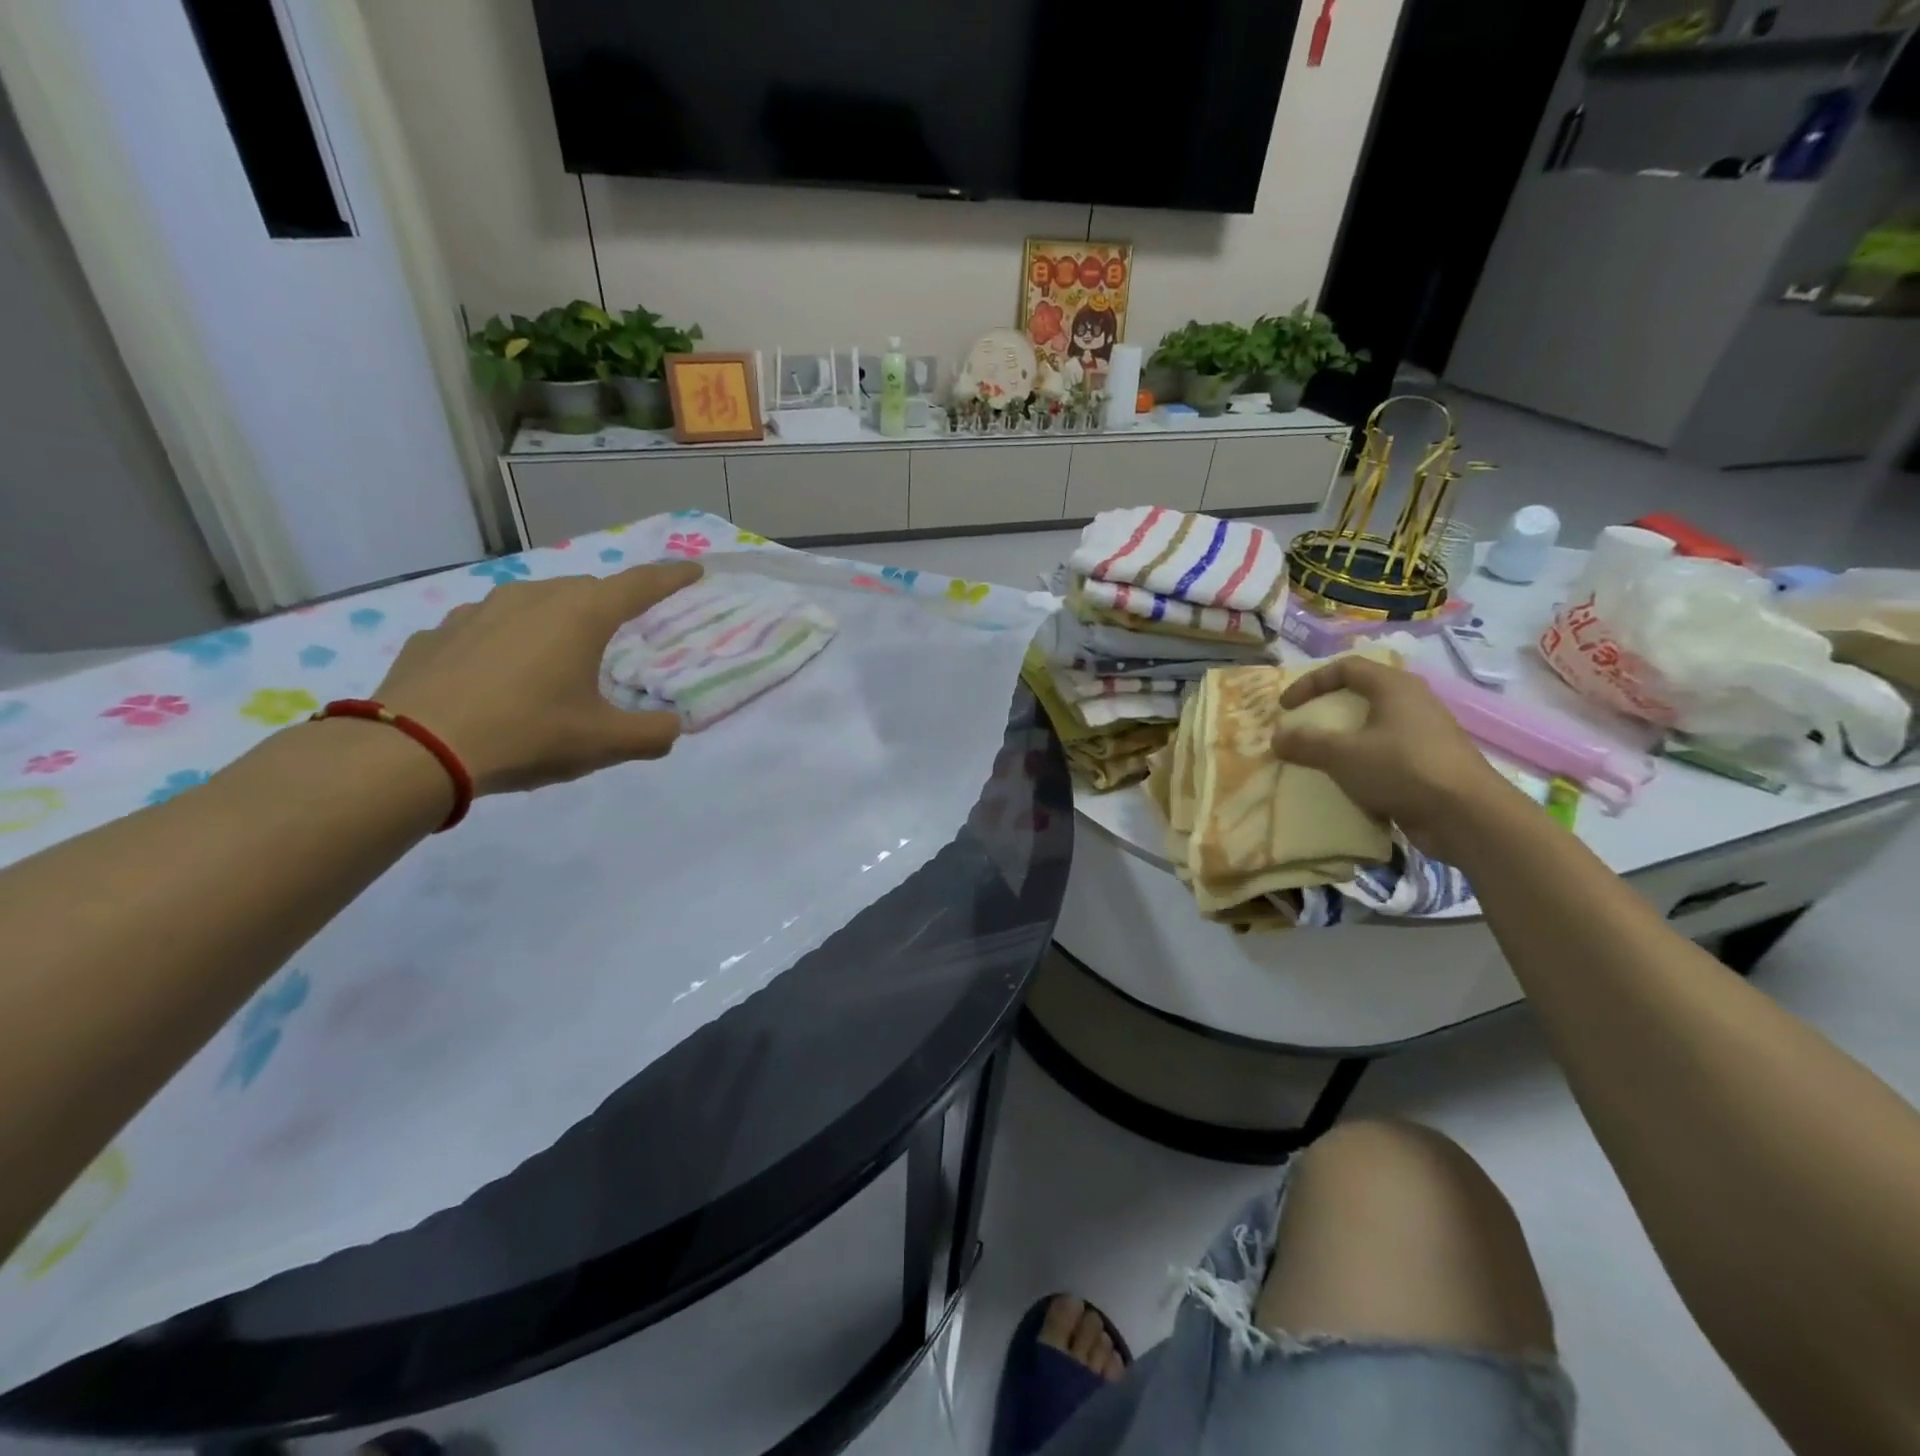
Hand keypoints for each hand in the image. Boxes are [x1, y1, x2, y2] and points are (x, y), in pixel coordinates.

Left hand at [372, 561, 701, 794]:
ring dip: (556, 620)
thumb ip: (653, 735)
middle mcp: (533, 598)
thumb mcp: (604, 743)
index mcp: (581, 616)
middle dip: (611, 604)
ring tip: (559, 654)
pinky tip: (500, 675)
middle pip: (586, 590)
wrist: (413, 750)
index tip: (693, 571)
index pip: (640, 585)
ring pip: (535, 602)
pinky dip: (507, 640)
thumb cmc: (526, 734)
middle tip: (622, 632)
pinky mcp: (439, 632)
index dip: (671, 578)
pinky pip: (489, 626)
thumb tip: (673, 728)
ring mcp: (479, 610)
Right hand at [1272, 657, 1517, 861]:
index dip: (1310, 682)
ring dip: (1345, 739)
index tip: (1286, 708)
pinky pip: (1389, 753)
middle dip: (1328, 710)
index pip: (1345, 667)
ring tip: (1323, 757)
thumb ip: (1306, 744)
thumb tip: (1276, 738)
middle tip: (1304, 727)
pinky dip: (1364, 762)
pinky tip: (1350, 783)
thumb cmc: (1402, 769)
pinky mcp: (1432, 763)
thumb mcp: (1342, 755)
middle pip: (1363, 694)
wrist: (1467, 816)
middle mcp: (1414, 702)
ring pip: (1376, 726)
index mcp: (1394, 687)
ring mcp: (1427, 733)